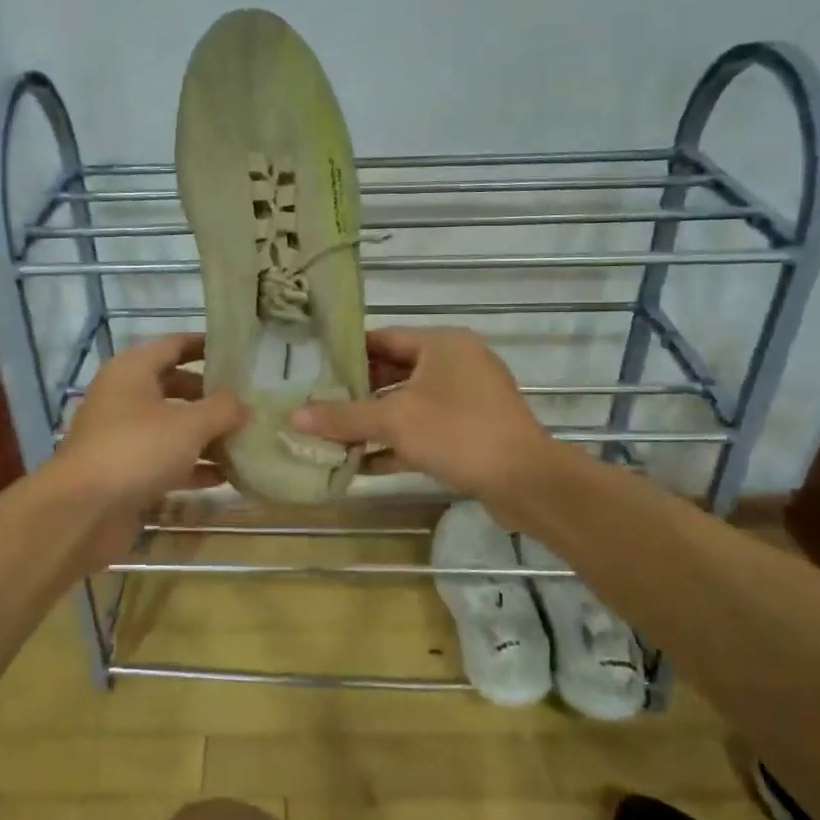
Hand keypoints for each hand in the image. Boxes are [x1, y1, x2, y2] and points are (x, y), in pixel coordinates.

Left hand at [47, 334, 245, 567]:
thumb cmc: (137, 450)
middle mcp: (124, 397)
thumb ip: (222, 409)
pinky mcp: (125, 472)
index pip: (174, 345)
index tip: (238, 351)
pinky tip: (224, 477)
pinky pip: (165, 460)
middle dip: (210, 396)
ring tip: (244, 441)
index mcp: (132, 371)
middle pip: (174, 387)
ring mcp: (122, 436)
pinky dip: (192, 466)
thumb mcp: (189, 425)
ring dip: (205, 435)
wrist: (83, 511)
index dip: (205, 345)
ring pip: (171, 427)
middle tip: (247, 402)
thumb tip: (244, 405)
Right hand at [292, 328, 551, 501]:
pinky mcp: (473, 432)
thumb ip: (343, 417)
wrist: (525, 480)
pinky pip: (426, 430)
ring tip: (333, 435)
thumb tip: (294, 417)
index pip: (384, 339)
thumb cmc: (457, 432)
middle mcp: (456, 364)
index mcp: (442, 344)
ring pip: (409, 404)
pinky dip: (398, 443)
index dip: (348, 354)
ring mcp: (468, 399)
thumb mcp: (394, 421)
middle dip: (357, 393)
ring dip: (375, 422)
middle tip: (319, 404)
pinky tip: (364, 463)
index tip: (315, 369)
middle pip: (395, 372)